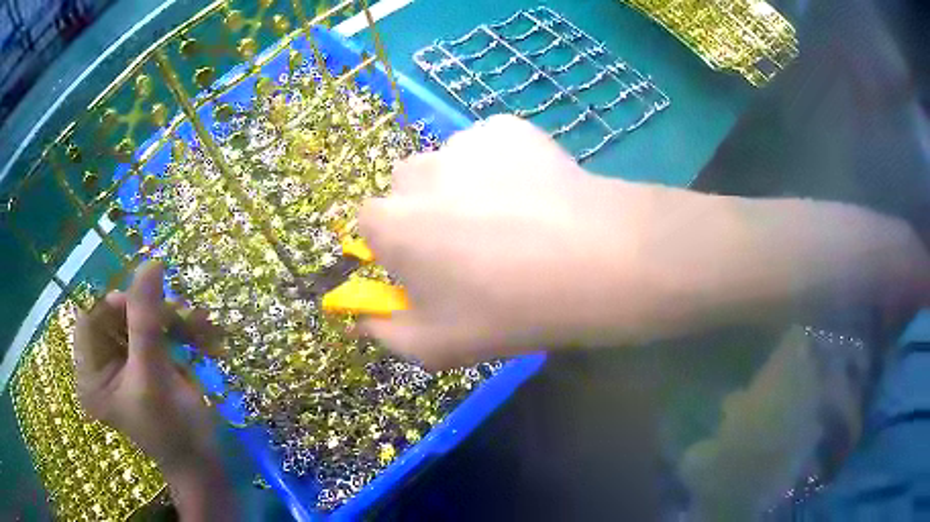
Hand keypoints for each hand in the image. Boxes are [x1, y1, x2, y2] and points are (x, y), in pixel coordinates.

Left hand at [73, 262, 233, 520]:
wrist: (204, 464)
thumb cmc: (172, 432)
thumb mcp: (153, 376)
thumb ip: (146, 319)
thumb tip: (151, 262)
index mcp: (91, 373)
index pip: (91, 317)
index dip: (114, 303)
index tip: (146, 304)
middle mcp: (103, 363)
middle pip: (119, 314)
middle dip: (152, 312)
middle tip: (183, 318)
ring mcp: (127, 362)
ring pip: (142, 319)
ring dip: (174, 319)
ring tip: (203, 329)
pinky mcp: (148, 362)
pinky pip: (160, 331)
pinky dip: (182, 330)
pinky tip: (206, 337)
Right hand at [358, 115, 657, 368]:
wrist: (595, 263)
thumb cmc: (507, 311)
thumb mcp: (436, 347)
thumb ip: (386, 334)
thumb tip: (362, 320)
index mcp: (389, 223)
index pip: (371, 225)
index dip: (397, 245)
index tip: (427, 265)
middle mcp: (416, 172)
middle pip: (407, 189)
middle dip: (425, 211)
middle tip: (473, 243)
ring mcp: (463, 142)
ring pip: (449, 165)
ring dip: (464, 185)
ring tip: (513, 216)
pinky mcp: (506, 127)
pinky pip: (490, 146)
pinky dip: (502, 164)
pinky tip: (536, 193)